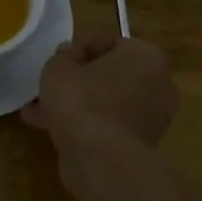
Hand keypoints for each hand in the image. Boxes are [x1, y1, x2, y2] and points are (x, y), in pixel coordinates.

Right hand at [21, 33, 177, 146]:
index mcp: (147, 56)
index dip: (78, 49)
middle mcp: (159, 84)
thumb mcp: (59, 66)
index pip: (109, 43)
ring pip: (109, 102)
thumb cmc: (82, 98)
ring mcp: (155, 118)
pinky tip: (53, 129)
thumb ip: (64, 57)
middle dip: (79, 80)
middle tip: (52, 85)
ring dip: (80, 104)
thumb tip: (70, 59)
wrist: (99, 157)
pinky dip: (88, 124)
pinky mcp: (143, 144)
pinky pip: (110, 125)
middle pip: (111, 75)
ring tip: (42, 111)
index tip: (58, 60)